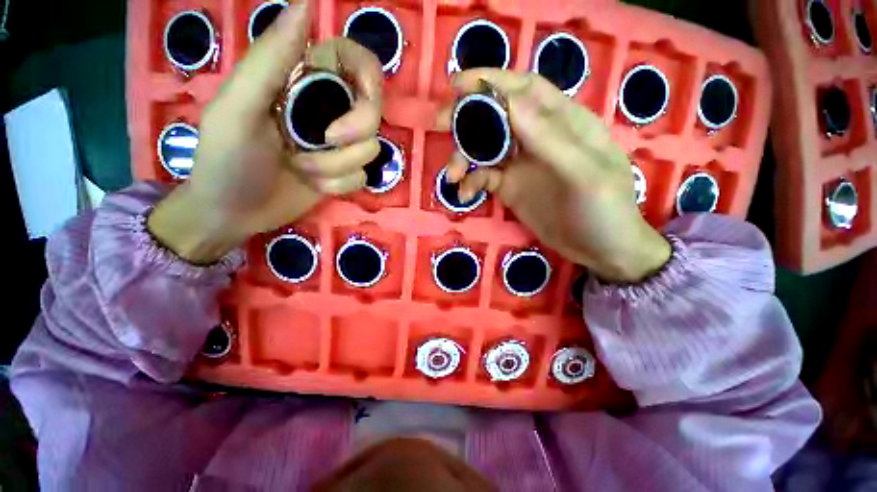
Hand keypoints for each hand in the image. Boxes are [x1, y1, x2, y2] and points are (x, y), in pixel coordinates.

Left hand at [148, 2, 382, 263]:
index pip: (356, 61)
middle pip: (374, 111)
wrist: (234, 212)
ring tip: (302, 169)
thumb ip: (270, 58)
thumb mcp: (239, 106)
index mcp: (303, 81)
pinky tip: (314, 185)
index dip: (368, 76)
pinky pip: (362, 176)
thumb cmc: (226, 158)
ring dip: (336, 165)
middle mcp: (329, 110)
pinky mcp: (344, 174)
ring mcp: (339, 147)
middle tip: (325, 141)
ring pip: (370, 149)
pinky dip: (338, 184)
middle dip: (355, 130)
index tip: (360, 95)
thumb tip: (305, 4)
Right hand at [442, 70, 670, 283]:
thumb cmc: (605, 209)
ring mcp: (522, 164)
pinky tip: (465, 194)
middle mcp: (538, 138)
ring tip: (453, 175)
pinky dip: (472, 182)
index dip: (492, 81)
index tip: (458, 86)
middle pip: (498, 116)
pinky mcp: (511, 188)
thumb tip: (510, 103)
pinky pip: (485, 178)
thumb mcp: (584, 173)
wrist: (601, 250)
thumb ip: (550, 139)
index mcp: (563, 122)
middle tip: (439, 122)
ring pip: (486, 148)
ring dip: (464, 156)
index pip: (525, 89)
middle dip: (468, 116)